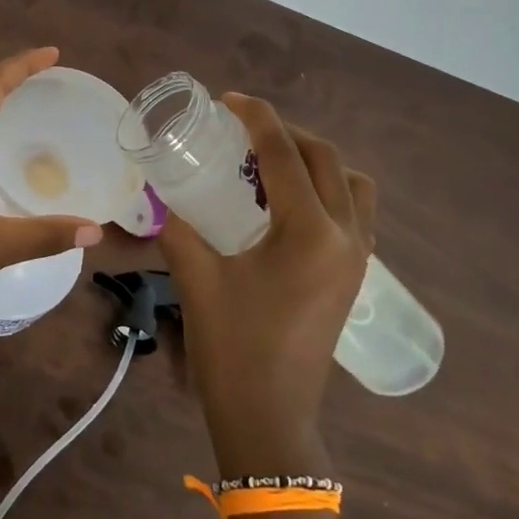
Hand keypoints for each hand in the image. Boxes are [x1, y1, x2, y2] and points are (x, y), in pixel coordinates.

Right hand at [159, 94, 375, 475]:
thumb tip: (160, 195)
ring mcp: (358, 258)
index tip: (230, 99)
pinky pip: (354, 212)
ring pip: (351, 185)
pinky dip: (327, 191)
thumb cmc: (233, 348)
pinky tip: (286, 205)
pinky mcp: (354, 277)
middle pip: (327, 160)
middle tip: (245, 130)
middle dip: (288, 134)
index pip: (285, 155)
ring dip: (317, 161)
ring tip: (272, 164)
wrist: (270, 419)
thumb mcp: (198, 279)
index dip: (258, 118)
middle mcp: (346, 236)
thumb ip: (178, 228)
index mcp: (309, 232)